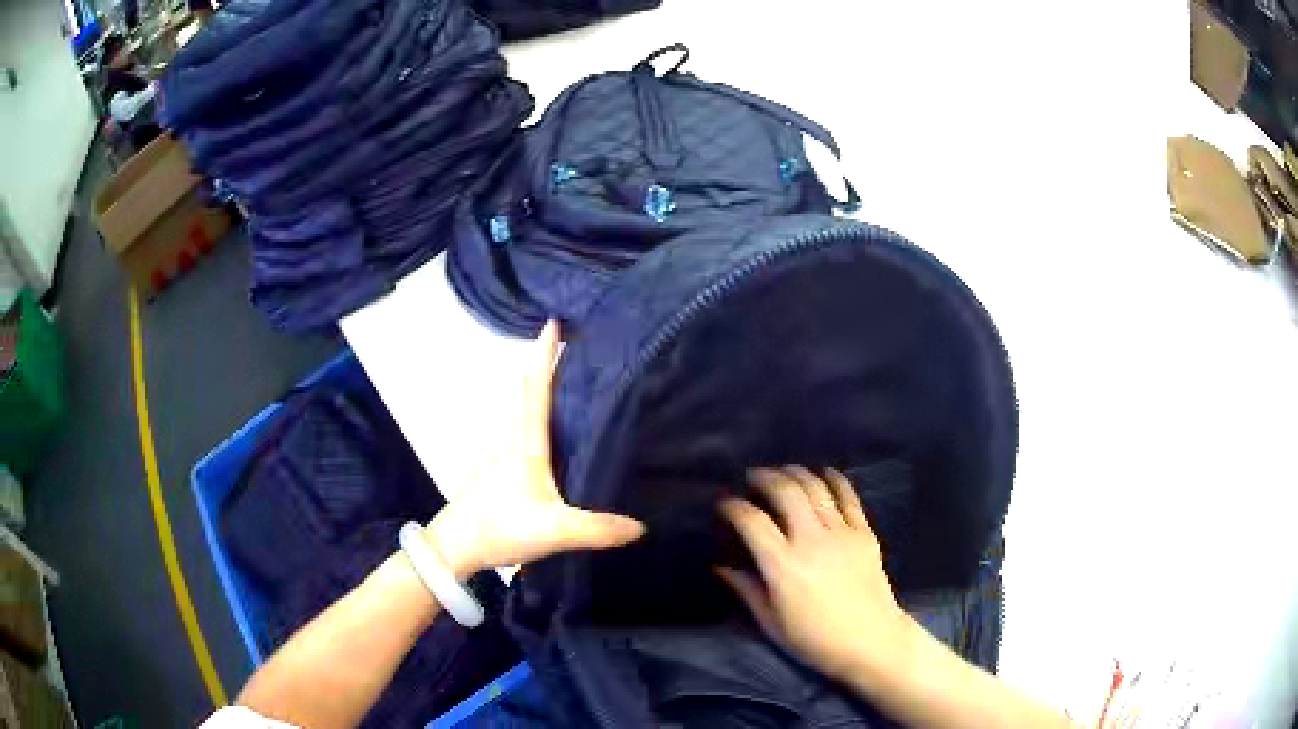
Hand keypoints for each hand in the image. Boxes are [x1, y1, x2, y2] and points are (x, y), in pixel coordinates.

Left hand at [425, 321, 644, 578]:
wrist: (456, 546)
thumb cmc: (501, 526)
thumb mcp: (556, 531)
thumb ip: (599, 529)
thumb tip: (642, 526)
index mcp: (527, 444)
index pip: (538, 390)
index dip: (545, 355)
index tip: (554, 322)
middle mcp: (511, 441)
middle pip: (529, 394)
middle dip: (547, 368)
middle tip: (574, 349)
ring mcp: (500, 456)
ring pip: (522, 414)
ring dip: (540, 394)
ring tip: (569, 388)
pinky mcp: (496, 473)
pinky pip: (520, 434)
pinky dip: (535, 421)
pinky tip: (551, 439)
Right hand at [718, 466, 917, 681]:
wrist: (871, 641)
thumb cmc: (815, 639)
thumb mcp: (772, 623)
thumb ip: (747, 590)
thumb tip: (721, 567)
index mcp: (783, 567)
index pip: (752, 521)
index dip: (733, 507)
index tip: (725, 504)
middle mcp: (811, 542)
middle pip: (786, 492)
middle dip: (765, 477)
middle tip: (753, 477)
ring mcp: (841, 534)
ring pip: (816, 488)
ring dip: (796, 473)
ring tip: (783, 472)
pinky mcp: (864, 533)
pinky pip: (848, 497)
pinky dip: (834, 479)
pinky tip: (824, 472)